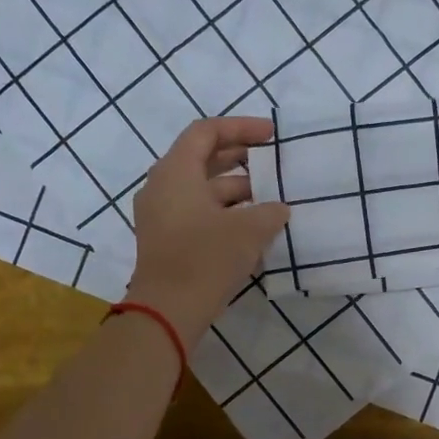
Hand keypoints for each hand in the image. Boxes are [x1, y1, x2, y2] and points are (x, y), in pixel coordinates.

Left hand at [127, 117, 289, 346]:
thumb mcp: (249, 230)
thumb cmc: (206, 258)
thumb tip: (277, 209)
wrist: (168, 310)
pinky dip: (224, 212)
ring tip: (271, 199)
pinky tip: (253, 227)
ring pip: (202, 189)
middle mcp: (163, 187)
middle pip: (202, 159)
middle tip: (272, 162)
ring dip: (236, 190)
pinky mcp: (166, 240)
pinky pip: (197, 212)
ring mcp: (161, 215)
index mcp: (176, 172)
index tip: (271, 135)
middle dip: (240, 158)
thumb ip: (269, 212)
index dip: (241, 128)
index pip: (206, 132)